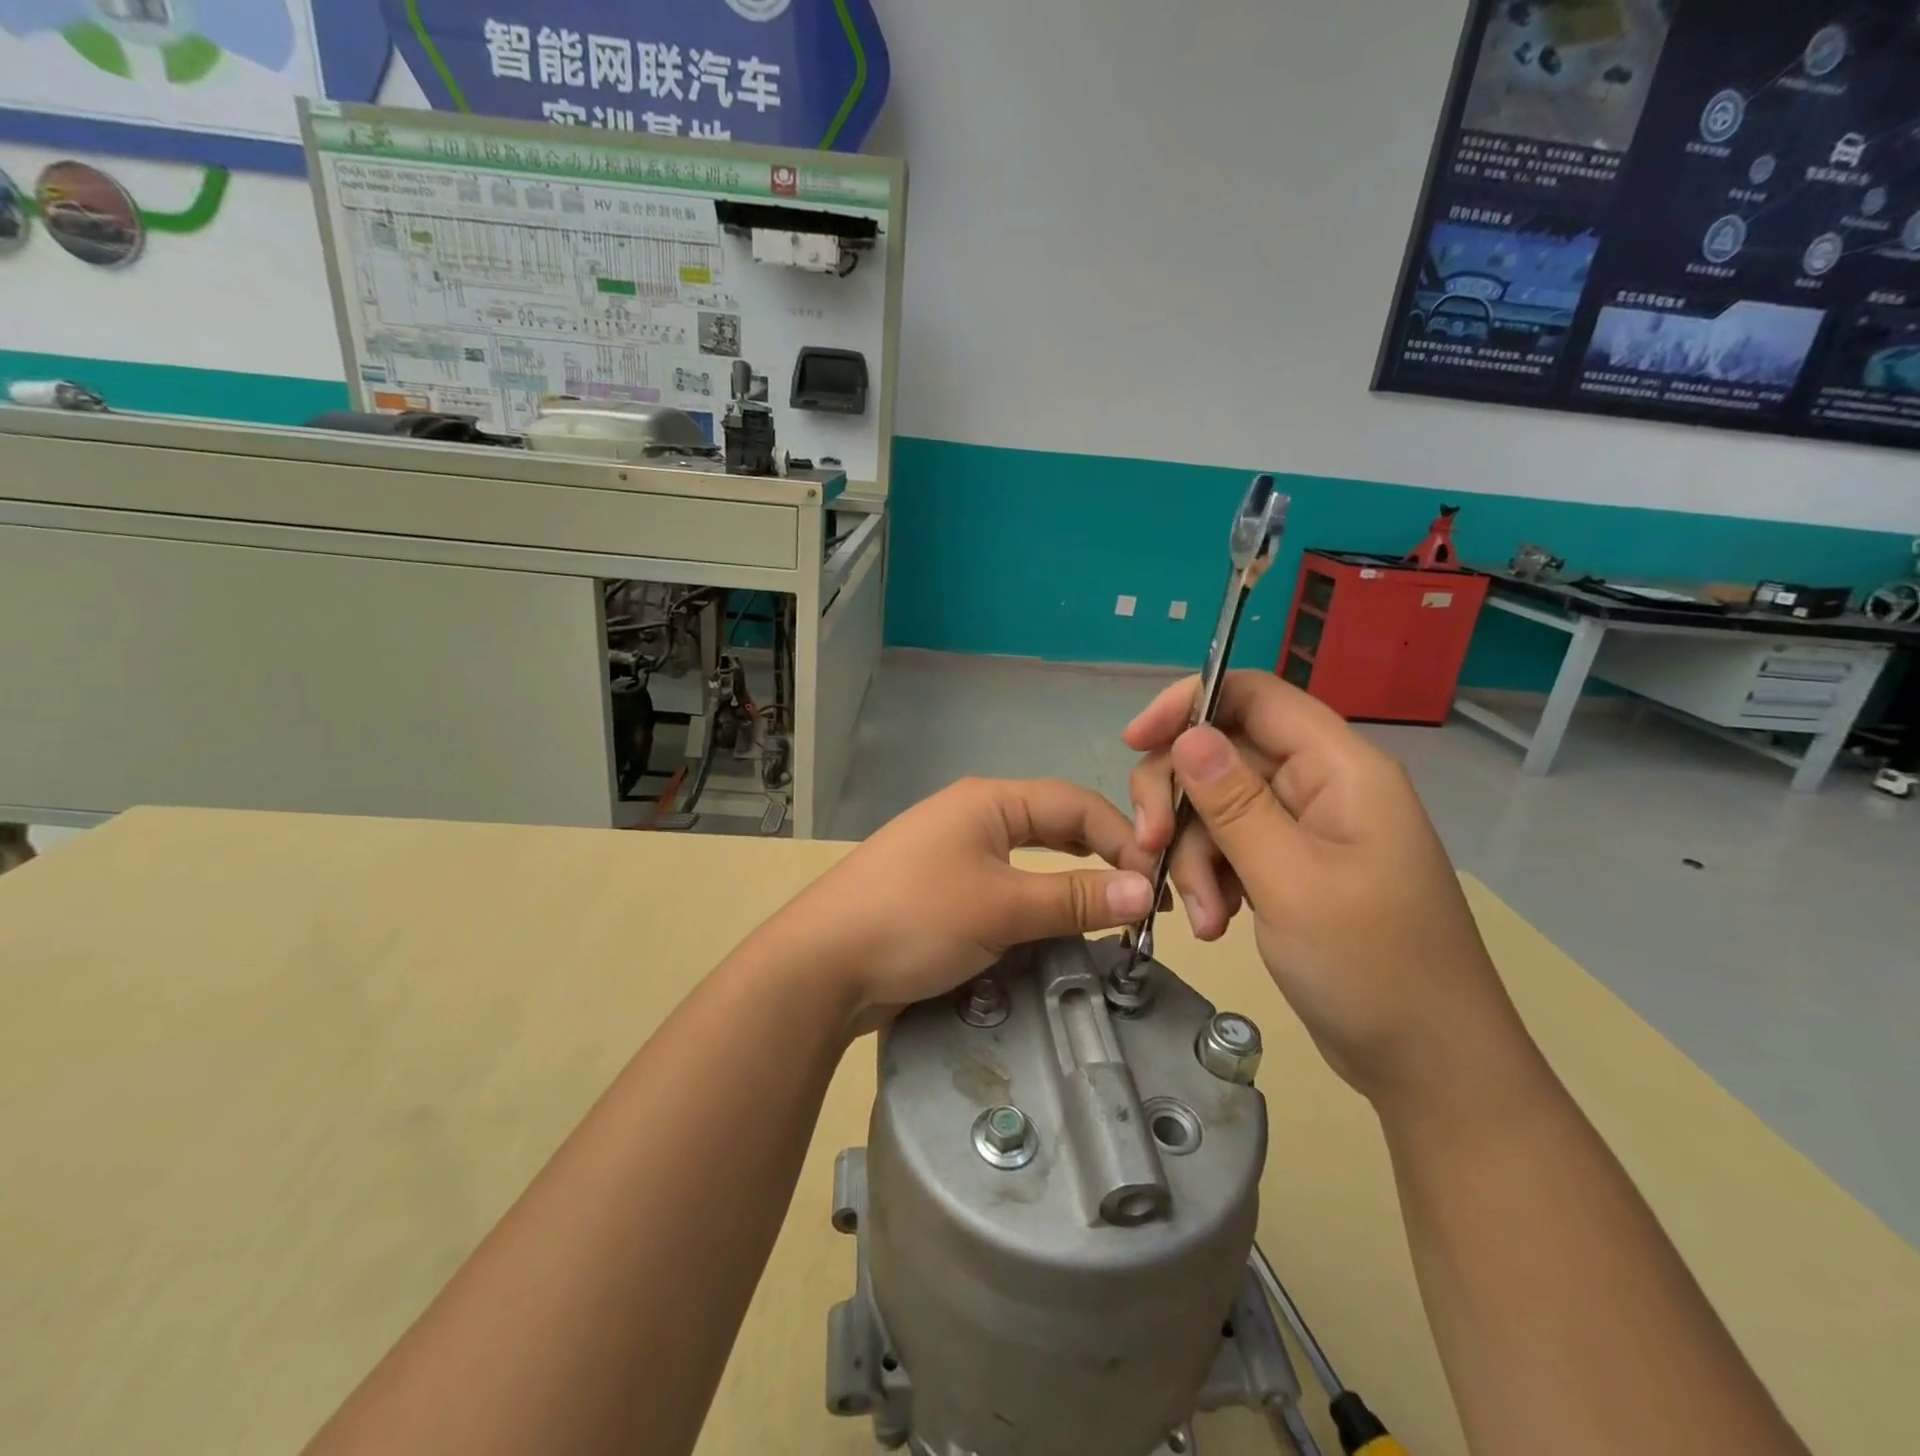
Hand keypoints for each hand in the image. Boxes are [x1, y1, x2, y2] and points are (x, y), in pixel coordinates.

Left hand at [774, 778, 1155, 1024]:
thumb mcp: (1001, 907)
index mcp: (989, 800)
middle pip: (1054, 825)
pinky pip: (1006, 884)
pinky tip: (1055, 924)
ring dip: (1071, 879)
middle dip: (1101, 854)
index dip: (1123, 837)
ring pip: (1031, 857)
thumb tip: (1145, 890)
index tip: (1158, 881)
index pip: (1075, 803)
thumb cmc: (914, 919)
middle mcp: (974, 815)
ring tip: (1109, 910)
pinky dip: (1038, 899)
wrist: (821, 964)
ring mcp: (955, 852)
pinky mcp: (942, 889)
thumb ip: (1075, 897)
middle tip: (1140, 896)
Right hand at [1126, 673, 1538, 1109]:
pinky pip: (1228, 848)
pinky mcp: (1289, 867)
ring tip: (1202, 918)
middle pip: (1221, 754)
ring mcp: (1303, 829)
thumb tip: (1187, 733)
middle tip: (1150, 849)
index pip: (1253, 695)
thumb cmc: (1373, 968)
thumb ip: (1234, 803)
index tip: (1134, 741)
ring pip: (1215, 807)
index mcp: (1339, 768)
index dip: (1189, 703)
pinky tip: (1212, 924)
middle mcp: (1319, 785)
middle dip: (1178, 801)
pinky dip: (1209, 879)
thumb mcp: (1291, 880)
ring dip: (1192, 856)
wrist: (1428, 1065)